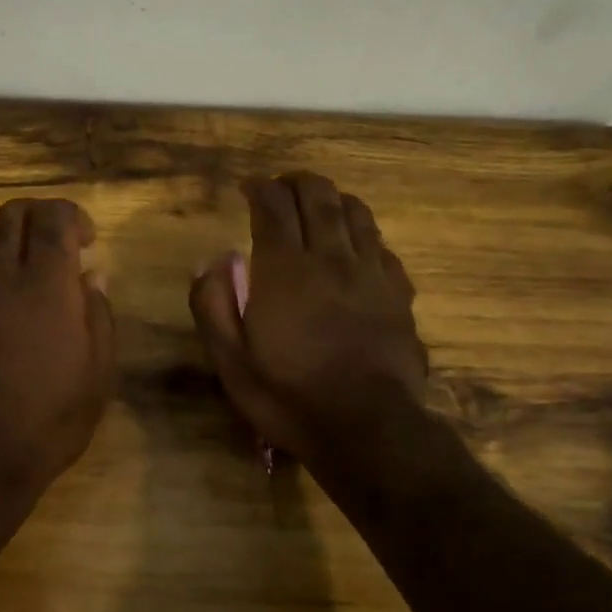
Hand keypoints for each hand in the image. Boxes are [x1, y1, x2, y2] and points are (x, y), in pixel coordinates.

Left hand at [0, 198, 116, 496]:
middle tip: (55, 245)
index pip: (52, 215)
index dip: (72, 215)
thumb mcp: (98, 371)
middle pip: (10, 213)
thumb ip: (97, 312)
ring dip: (7, 244)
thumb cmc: (49, 416)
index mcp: (44, 281)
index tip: (87, 241)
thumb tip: (91, 275)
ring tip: (25, 277)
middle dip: (37, 217)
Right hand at [190, 173, 428, 468]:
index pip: (273, 206)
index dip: (259, 188)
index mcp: (284, 269)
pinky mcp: (398, 294)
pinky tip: (356, 246)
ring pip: (356, 213)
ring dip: (333, 199)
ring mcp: (370, 273)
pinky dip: (364, 234)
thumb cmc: (289, 396)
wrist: (368, 429)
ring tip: (319, 205)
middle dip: (296, 183)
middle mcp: (330, 258)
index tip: (249, 188)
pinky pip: (382, 246)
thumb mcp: (231, 361)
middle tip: (281, 188)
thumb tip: (212, 262)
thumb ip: (213, 305)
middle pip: (318, 196)